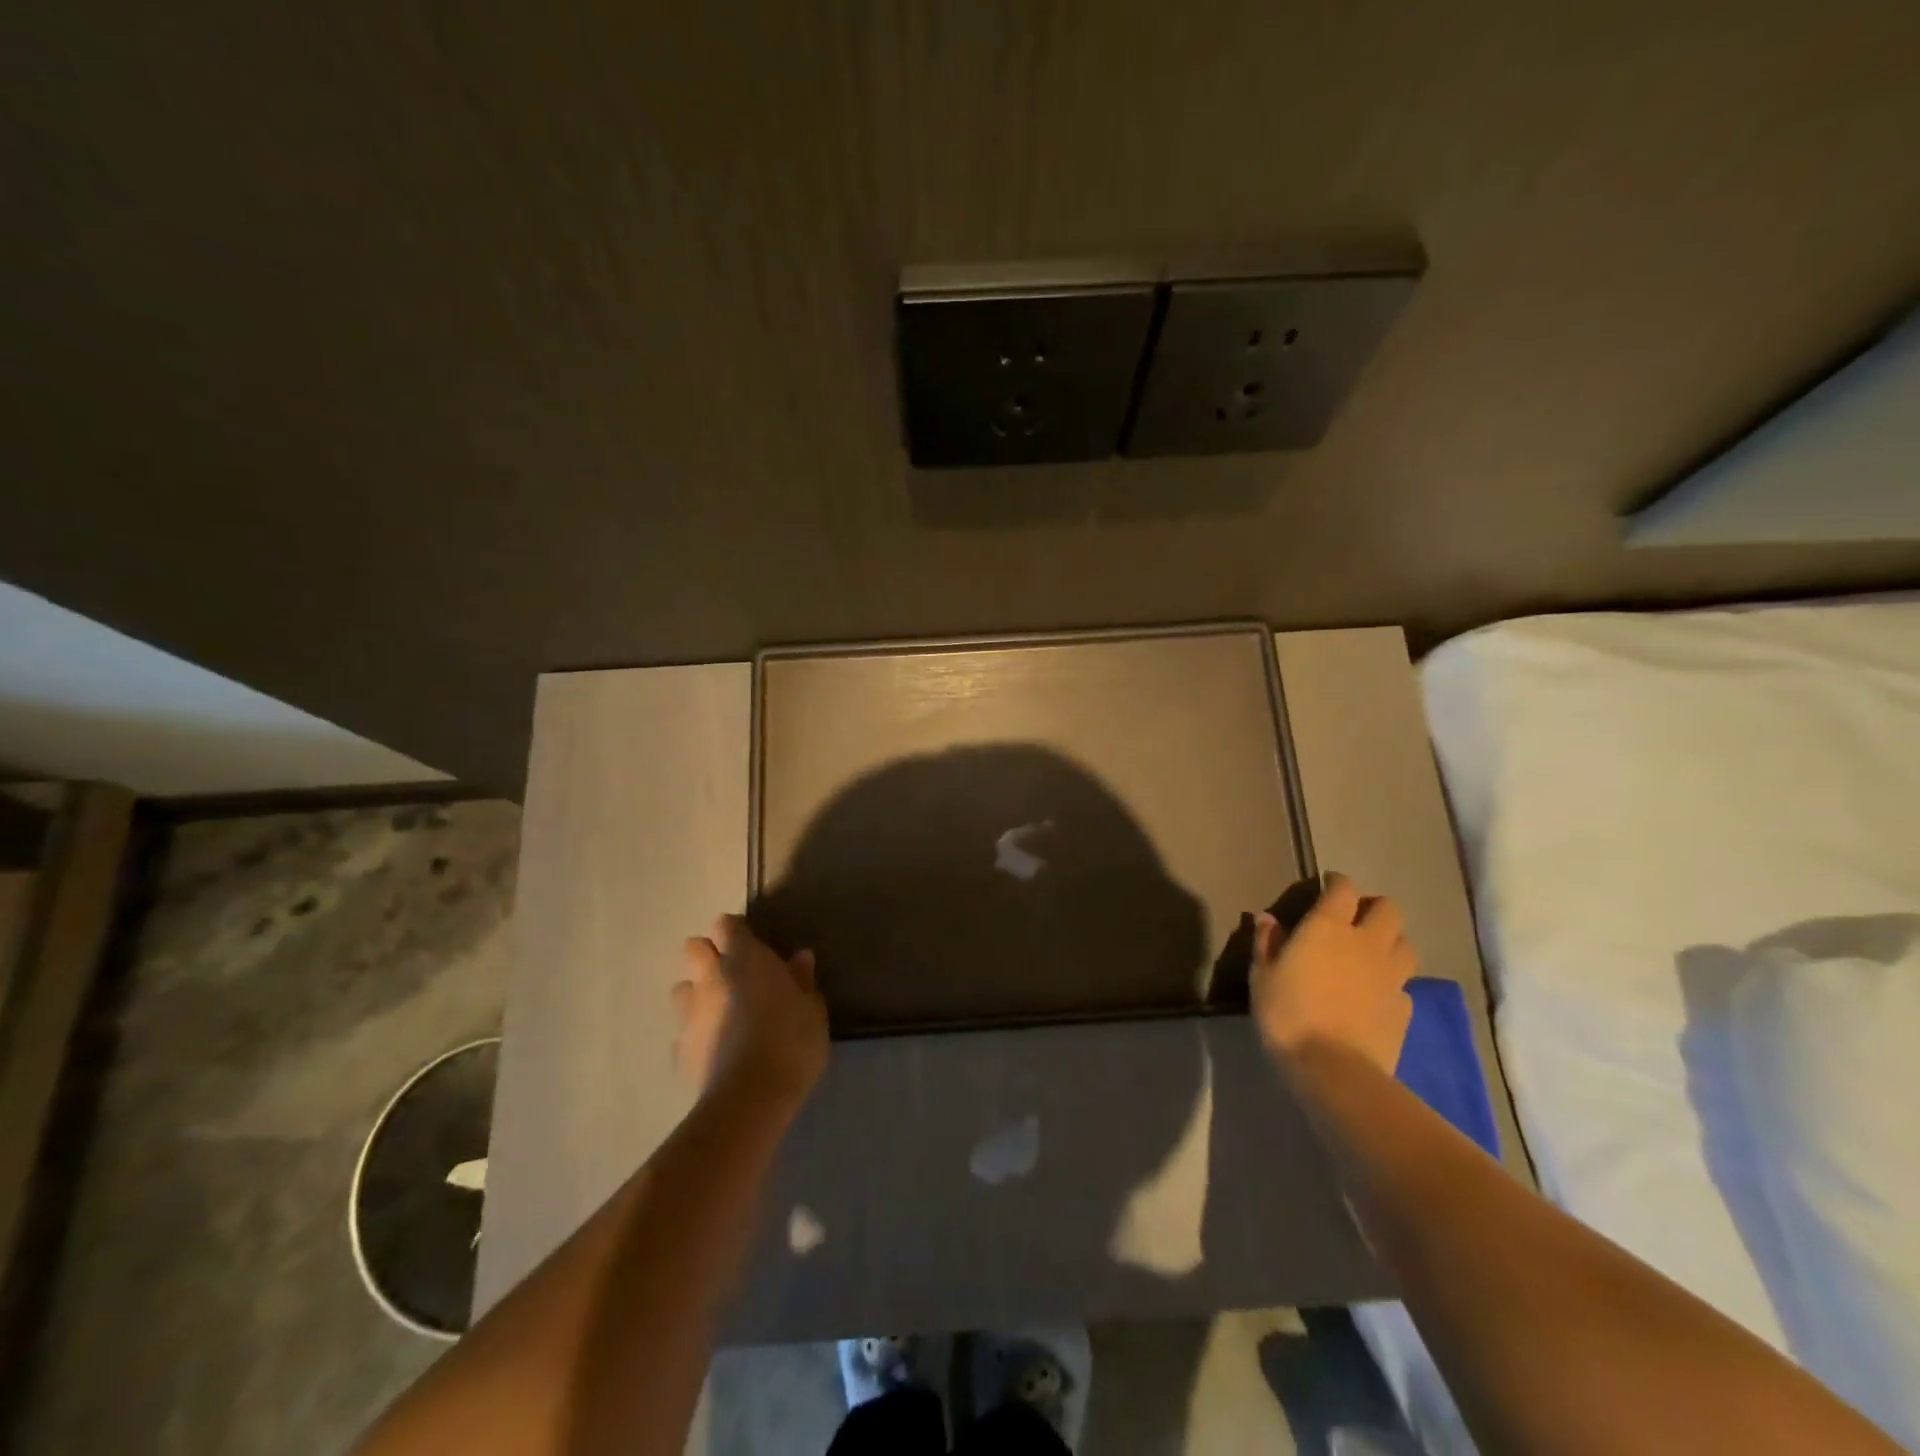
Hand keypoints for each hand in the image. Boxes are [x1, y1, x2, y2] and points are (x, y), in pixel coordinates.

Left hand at [673, 915, 828, 1111]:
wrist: (751, 1096)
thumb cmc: (791, 1040)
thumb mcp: (811, 1008)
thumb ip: (802, 980)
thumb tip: (800, 957)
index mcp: (744, 958)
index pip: (726, 925)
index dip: (736, 931)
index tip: (753, 943)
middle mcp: (710, 978)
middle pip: (694, 949)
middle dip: (708, 955)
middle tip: (733, 973)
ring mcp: (689, 1014)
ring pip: (682, 989)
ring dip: (697, 993)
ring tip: (721, 1011)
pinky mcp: (679, 1050)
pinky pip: (682, 1032)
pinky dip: (696, 1034)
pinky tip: (715, 1048)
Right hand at [1250, 872, 1415, 1079]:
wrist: (1334, 1069)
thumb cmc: (1287, 1014)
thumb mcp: (1261, 975)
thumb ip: (1266, 942)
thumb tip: (1266, 918)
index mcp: (1328, 928)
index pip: (1343, 889)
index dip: (1337, 883)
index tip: (1328, 886)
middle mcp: (1366, 943)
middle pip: (1388, 909)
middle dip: (1373, 908)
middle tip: (1355, 919)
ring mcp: (1391, 976)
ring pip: (1405, 944)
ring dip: (1391, 941)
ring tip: (1372, 954)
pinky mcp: (1405, 1008)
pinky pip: (1404, 984)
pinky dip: (1393, 982)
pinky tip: (1377, 994)